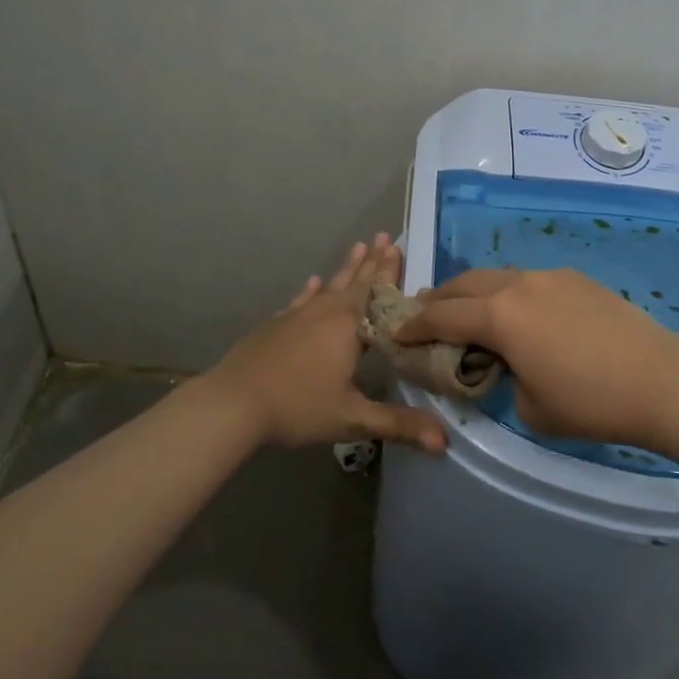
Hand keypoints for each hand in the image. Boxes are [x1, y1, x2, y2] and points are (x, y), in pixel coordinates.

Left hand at [203, 235, 447, 454]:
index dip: (390, 273)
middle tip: (384, 236)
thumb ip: (398, 425)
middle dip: (372, 261)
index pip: (378, 294)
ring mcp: (297, 315)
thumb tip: (445, 442)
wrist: (233, 403)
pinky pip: (301, 300)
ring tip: (358, 245)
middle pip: (355, 282)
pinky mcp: (276, 324)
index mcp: (348, 327)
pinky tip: (312, 281)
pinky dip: (310, 290)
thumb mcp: (352, 418)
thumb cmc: (297, 407)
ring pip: (329, 285)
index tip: (400, 248)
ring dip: (346, 268)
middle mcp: (325, 312)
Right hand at [395, 268, 678, 451]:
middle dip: (439, 298)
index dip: (415, 326)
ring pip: (496, 277)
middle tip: (424, 313)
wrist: (661, 380)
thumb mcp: (530, 407)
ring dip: (474, 292)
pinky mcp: (575, 278)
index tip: (397, 333)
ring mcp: (549, 276)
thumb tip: (507, 364)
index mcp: (500, 316)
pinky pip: (527, 281)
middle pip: (464, 284)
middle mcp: (518, 285)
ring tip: (468, 311)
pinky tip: (518, 313)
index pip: (442, 316)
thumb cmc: (591, 402)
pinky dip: (508, 293)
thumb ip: (504, 378)